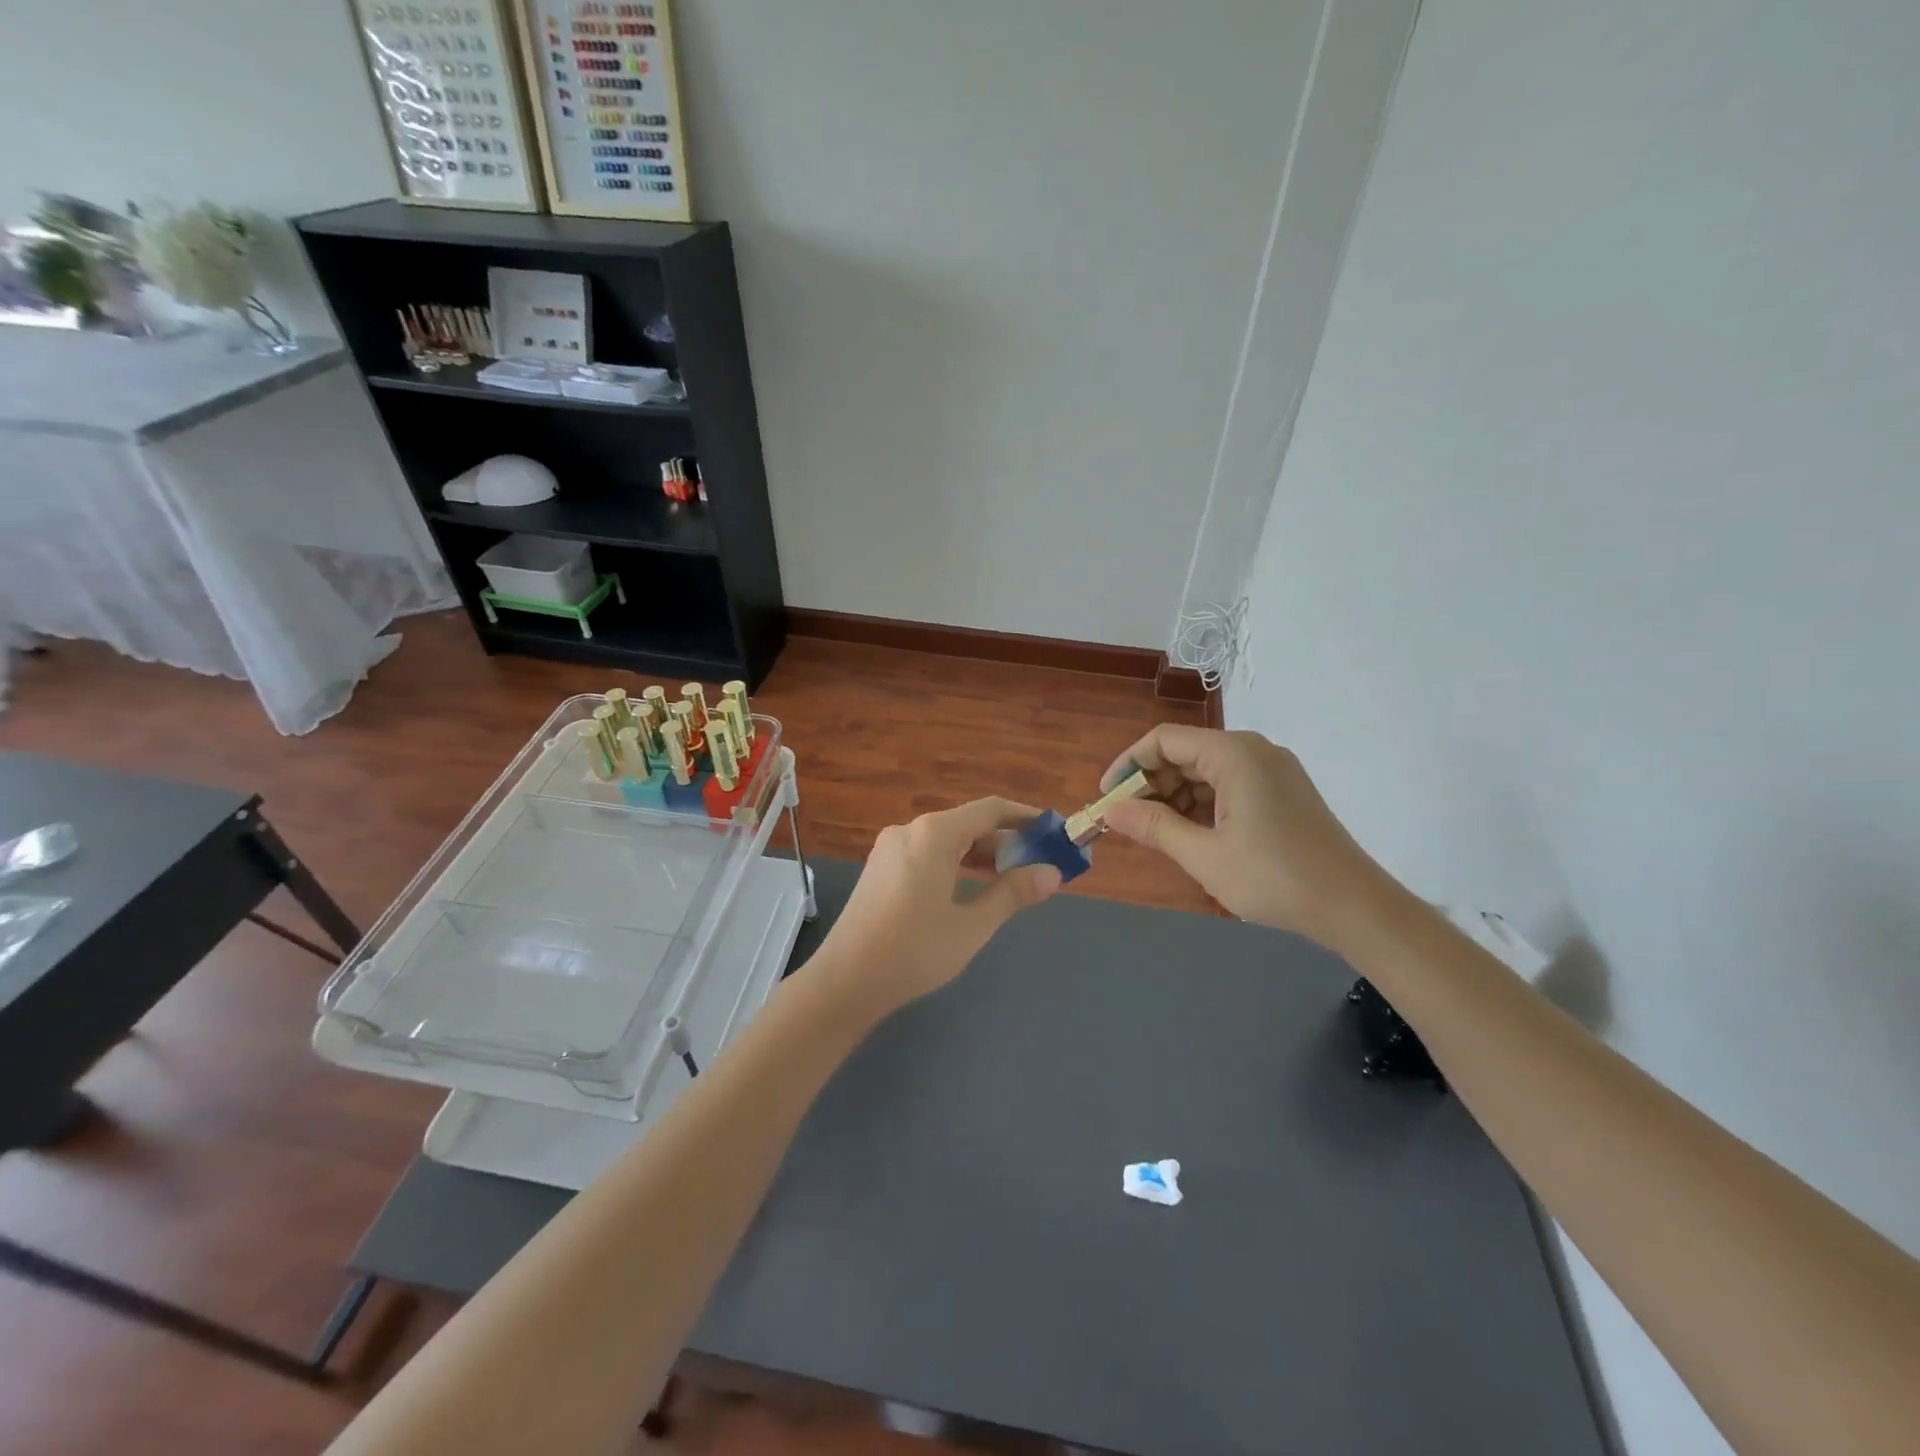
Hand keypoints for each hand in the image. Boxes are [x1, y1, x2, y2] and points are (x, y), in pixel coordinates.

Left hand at [812, 797, 1063, 1020]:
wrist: (844, 981)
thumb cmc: (913, 951)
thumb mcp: (971, 926)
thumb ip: (1012, 894)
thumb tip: (1052, 873)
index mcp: (934, 834)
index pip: (990, 810)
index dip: (1025, 817)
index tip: (1053, 830)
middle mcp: (910, 830)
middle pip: (968, 823)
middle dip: (1005, 840)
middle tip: (1039, 863)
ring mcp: (890, 848)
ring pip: (946, 840)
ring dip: (980, 854)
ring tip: (1012, 878)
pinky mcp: (880, 868)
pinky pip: (927, 853)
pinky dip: (954, 863)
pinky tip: (970, 887)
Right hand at [1100, 726, 1401, 949]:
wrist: (1355, 907)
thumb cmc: (1274, 877)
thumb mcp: (1203, 854)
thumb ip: (1152, 826)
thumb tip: (1110, 810)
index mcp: (1234, 754)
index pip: (1163, 740)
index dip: (1128, 766)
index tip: (1107, 800)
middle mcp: (1254, 751)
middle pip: (1185, 753)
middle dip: (1151, 785)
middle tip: (1128, 824)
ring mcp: (1272, 771)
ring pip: (1206, 772)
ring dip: (1175, 798)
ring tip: (1157, 835)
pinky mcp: (1283, 792)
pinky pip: (1229, 786)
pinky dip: (1203, 806)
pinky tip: (1192, 836)